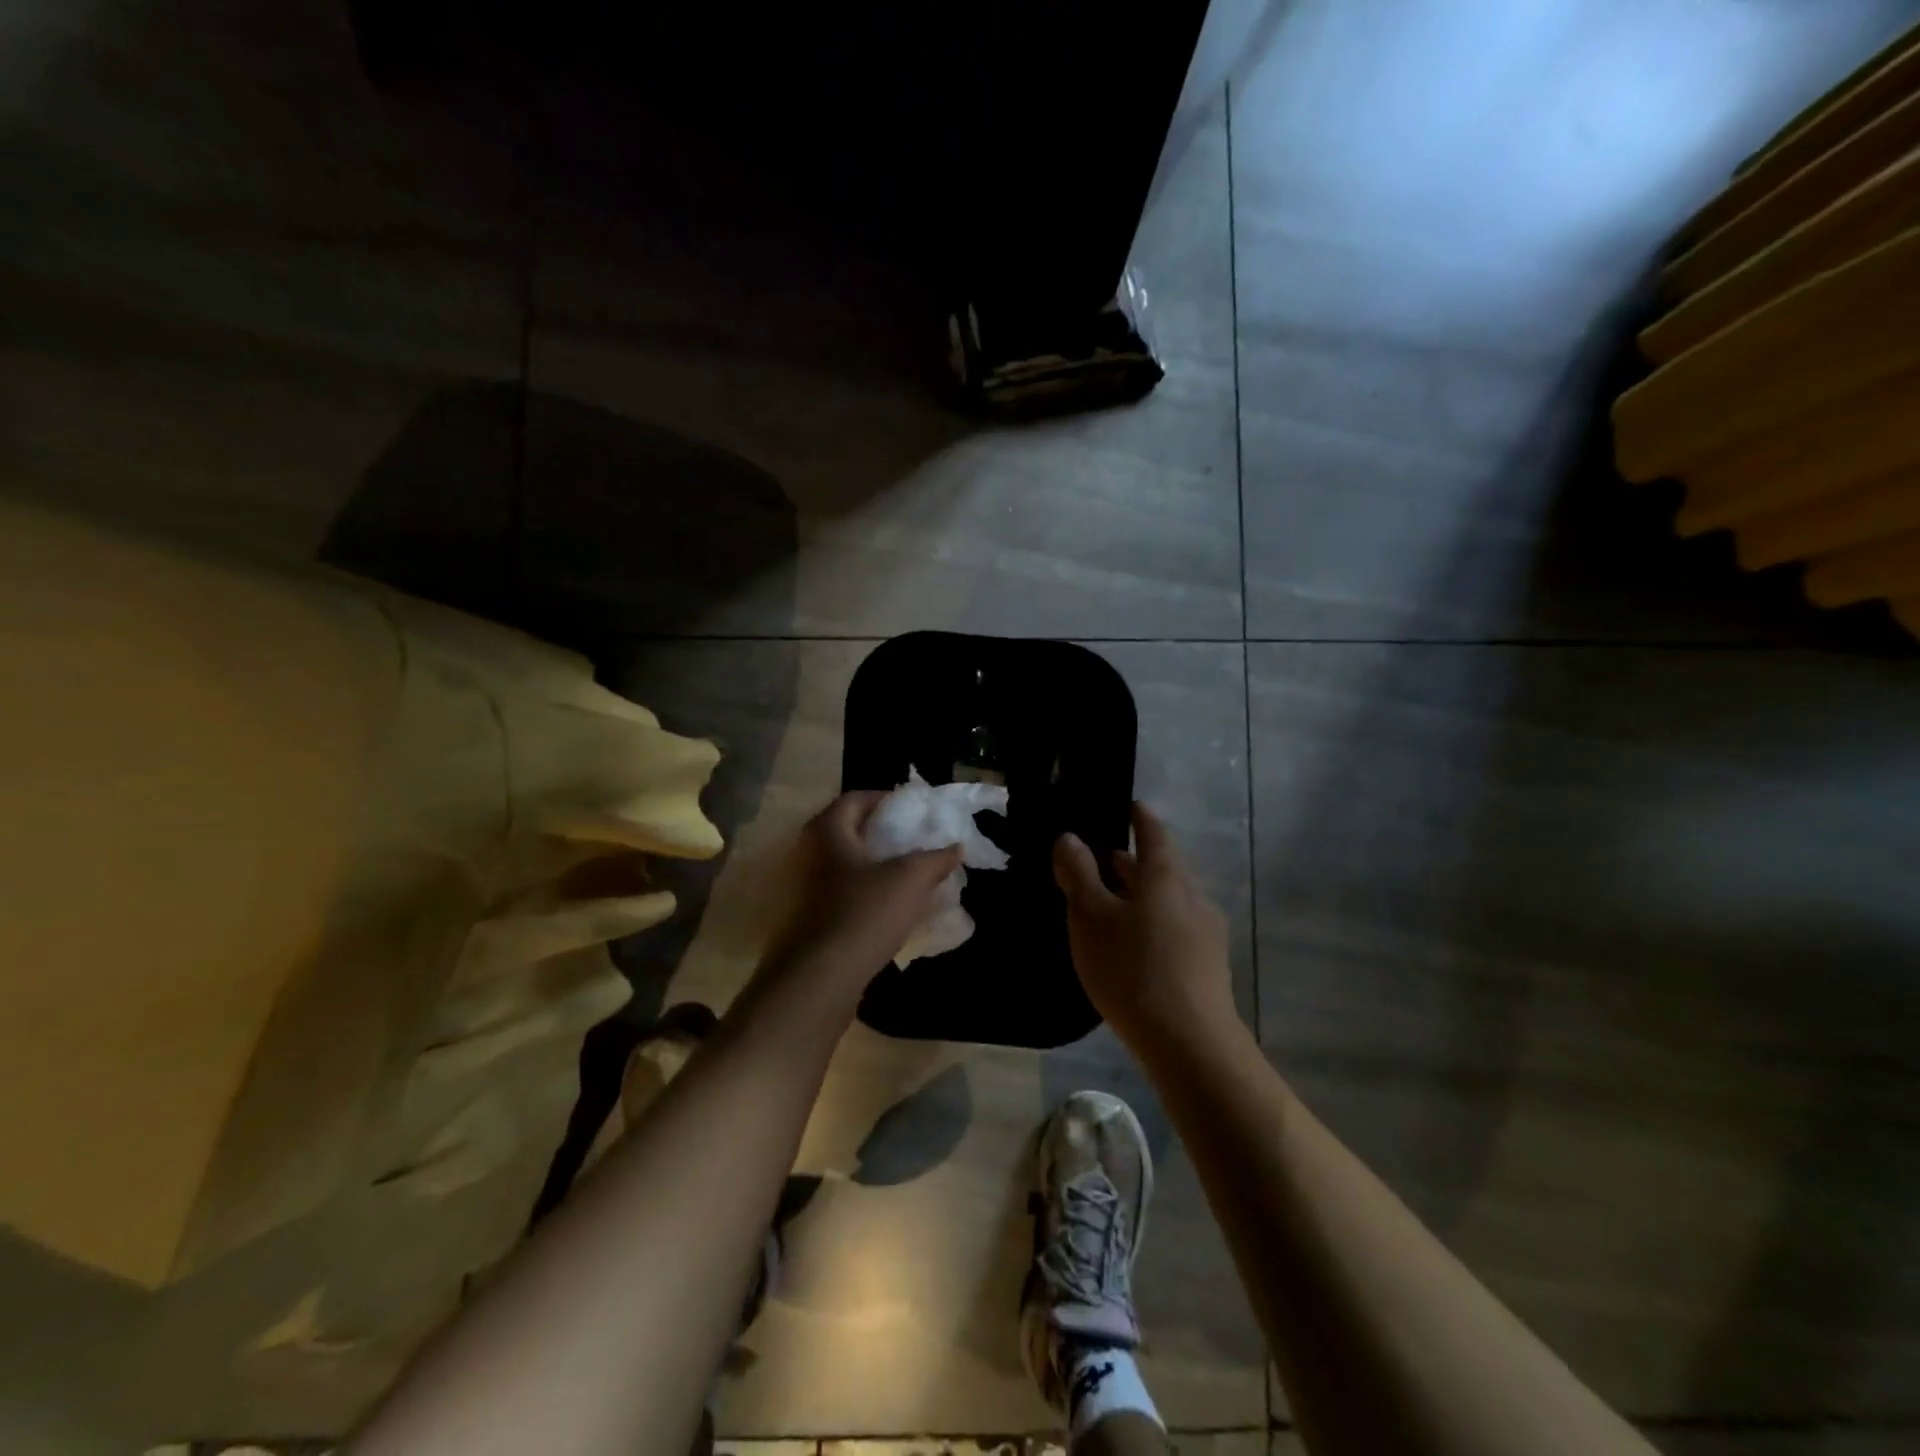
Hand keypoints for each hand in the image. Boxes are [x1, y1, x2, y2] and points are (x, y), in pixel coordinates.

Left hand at [765, 791, 962, 1002]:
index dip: (883, 798)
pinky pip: (841, 893)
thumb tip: (956, 847)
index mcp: (829, 832)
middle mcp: (810, 854)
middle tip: (911, 838)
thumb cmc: (864, 913)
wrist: (822, 977)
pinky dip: (865, 891)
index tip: (910, 809)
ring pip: (844, 864)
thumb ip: (935, 859)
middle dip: (881, 832)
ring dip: (874, 864)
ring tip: (907, 872)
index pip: (854, 799)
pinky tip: (890, 906)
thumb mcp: (910, 880)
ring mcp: (805, 889)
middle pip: (847, 831)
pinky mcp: (810, 918)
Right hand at [1053, 802, 1236, 1053]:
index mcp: (1165, 876)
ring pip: (1167, 900)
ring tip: (1109, 905)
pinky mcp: (1208, 965)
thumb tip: (1069, 837)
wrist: (1190, 1043)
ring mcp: (1205, 932)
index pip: (1153, 832)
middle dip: (1131, 862)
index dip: (1139, 817)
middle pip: (1160, 868)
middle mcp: (1191, 896)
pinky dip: (1150, 923)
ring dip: (1139, 896)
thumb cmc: (1133, 968)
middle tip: (1100, 860)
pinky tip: (1132, 946)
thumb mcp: (1090, 917)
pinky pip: (1174, 928)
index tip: (1129, 806)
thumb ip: (1078, 874)